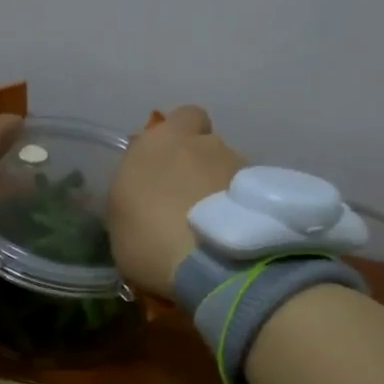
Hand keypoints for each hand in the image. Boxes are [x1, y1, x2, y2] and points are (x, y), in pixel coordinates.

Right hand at [107, 106, 246, 298]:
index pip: (180, 118)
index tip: (169, 165)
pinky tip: (235, 236)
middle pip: (206, 144)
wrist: (209, 264)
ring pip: (229, 167)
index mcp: (157, 142)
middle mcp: (201, 142)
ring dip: (222, 187)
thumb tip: (146, 192)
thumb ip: (135, 194)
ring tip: (216, 225)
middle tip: (191, 197)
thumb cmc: (148, 242)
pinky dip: (242, 208)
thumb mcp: (119, 221)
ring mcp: (237, 163)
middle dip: (201, 163)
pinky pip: (249, 193)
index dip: (179, 138)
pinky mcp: (265, 190)